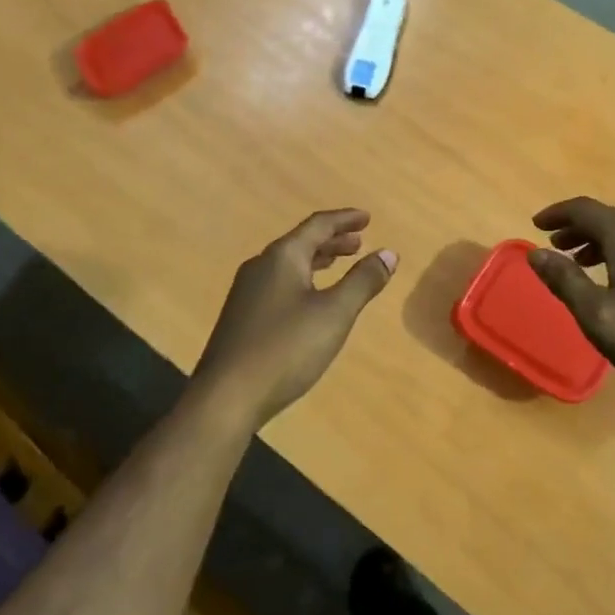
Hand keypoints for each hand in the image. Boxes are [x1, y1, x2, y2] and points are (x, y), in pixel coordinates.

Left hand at [193, 209, 397, 426]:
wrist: (226, 396)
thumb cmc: (285, 348)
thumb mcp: (334, 313)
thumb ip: (363, 281)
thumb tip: (389, 253)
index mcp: (282, 257)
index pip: (318, 225)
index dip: (345, 219)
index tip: (367, 218)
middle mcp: (261, 266)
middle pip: (301, 242)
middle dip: (332, 240)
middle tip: (359, 242)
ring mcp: (247, 292)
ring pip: (289, 264)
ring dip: (317, 260)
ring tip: (340, 265)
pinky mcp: (242, 317)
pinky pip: (279, 284)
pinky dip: (303, 280)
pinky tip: (311, 301)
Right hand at [526, 196, 614, 405]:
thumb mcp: (598, 316)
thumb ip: (564, 280)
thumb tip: (535, 253)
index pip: (584, 209)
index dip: (557, 214)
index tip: (536, 225)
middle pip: (610, 218)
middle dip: (579, 229)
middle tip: (557, 246)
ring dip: (604, 243)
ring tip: (586, 264)